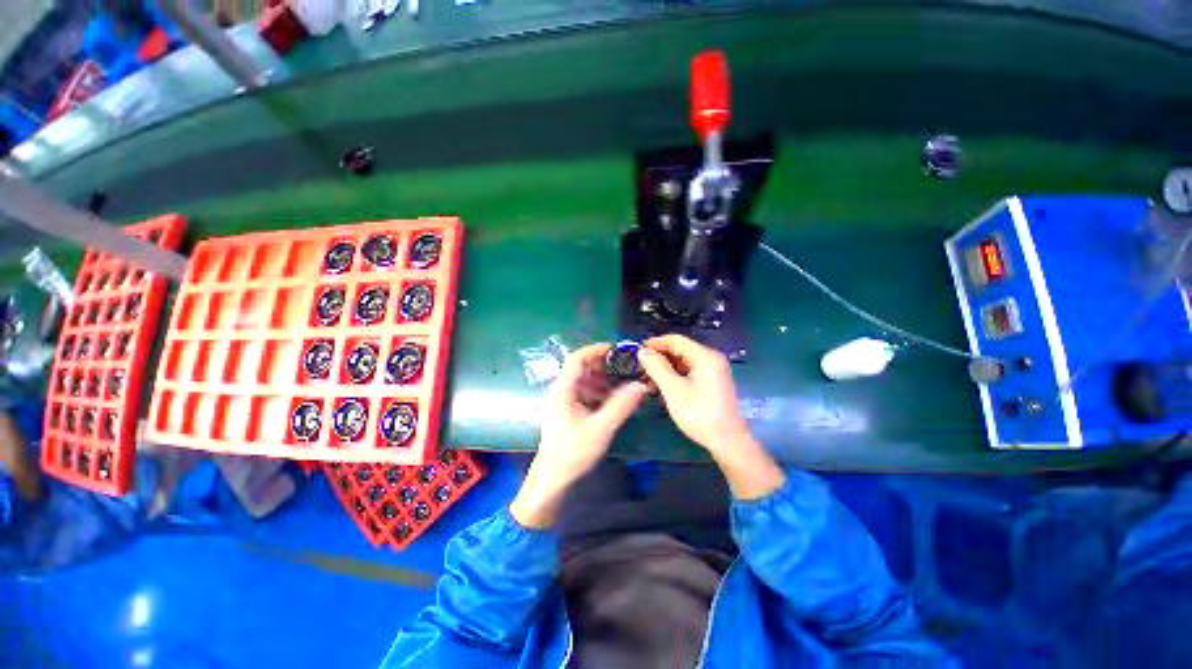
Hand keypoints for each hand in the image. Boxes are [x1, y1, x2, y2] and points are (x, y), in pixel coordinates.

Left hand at [510, 344, 647, 527]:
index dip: (596, 350)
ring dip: (602, 379)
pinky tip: (611, 400)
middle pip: (580, 368)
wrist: (552, 478)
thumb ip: (621, 406)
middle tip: (624, 367)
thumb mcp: (600, 428)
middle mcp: (560, 390)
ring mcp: (562, 401)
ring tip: (621, 384)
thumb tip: (640, 386)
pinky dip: (597, 391)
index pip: (577, 358)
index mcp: (563, 389)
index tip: (616, 349)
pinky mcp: (566, 411)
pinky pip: (583, 392)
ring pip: (583, 380)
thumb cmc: (572, 452)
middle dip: (603, 365)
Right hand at [637, 335, 784, 499]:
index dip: (655, 343)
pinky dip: (675, 376)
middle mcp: (711, 359)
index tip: (637, 351)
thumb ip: (657, 368)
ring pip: (683, 362)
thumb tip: (642, 351)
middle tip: (640, 368)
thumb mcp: (674, 390)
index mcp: (705, 356)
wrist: (728, 442)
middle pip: (680, 350)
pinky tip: (662, 387)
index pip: (676, 340)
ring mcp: (713, 371)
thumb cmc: (700, 414)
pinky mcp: (712, 383)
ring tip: (648, 380)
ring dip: (665, 368)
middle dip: (659, 357)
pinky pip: (689, 372)